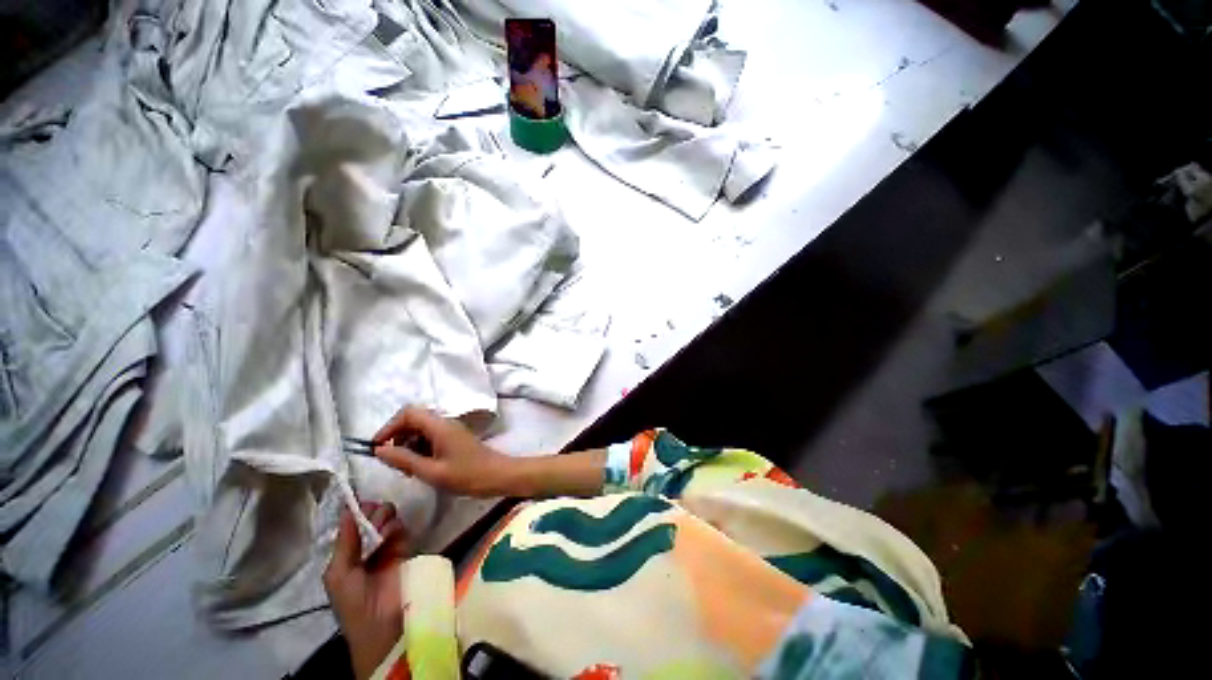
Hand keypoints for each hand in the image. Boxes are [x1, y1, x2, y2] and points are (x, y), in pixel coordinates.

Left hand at [324, 502, 409, 679]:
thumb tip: (348, 510)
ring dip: (383, 518)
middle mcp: (367, 548)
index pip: (352, 526)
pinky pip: (401, 529)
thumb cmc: (353, 601)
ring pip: (387, 521)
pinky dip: (396, 526)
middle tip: (373, 512)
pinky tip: (392, 530)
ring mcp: (387, 547)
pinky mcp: (405, 548)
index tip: (359, 501)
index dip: (356, 512)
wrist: (382, 623)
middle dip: (372, 512)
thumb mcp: (339, 574)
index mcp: (347, 555)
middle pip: (371, 520)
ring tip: (381, 524)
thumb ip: (345, 542)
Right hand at [372, 407, 514, 497]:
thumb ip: (404, 460)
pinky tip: (421, 468)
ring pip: (421, 430)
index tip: (378, 448)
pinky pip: (430, 438)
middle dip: (398, 438)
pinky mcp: (454, 439)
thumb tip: (378, 450)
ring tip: (408, 469)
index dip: (389, 427)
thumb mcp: (431, 471)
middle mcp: (445, 423)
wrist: (498, 475)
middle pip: (413, 420)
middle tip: (394, 463)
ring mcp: (451, 431)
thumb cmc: (467, 475)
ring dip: (408, 446)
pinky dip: (420, 449)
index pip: (408, 413)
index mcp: (440, 426)